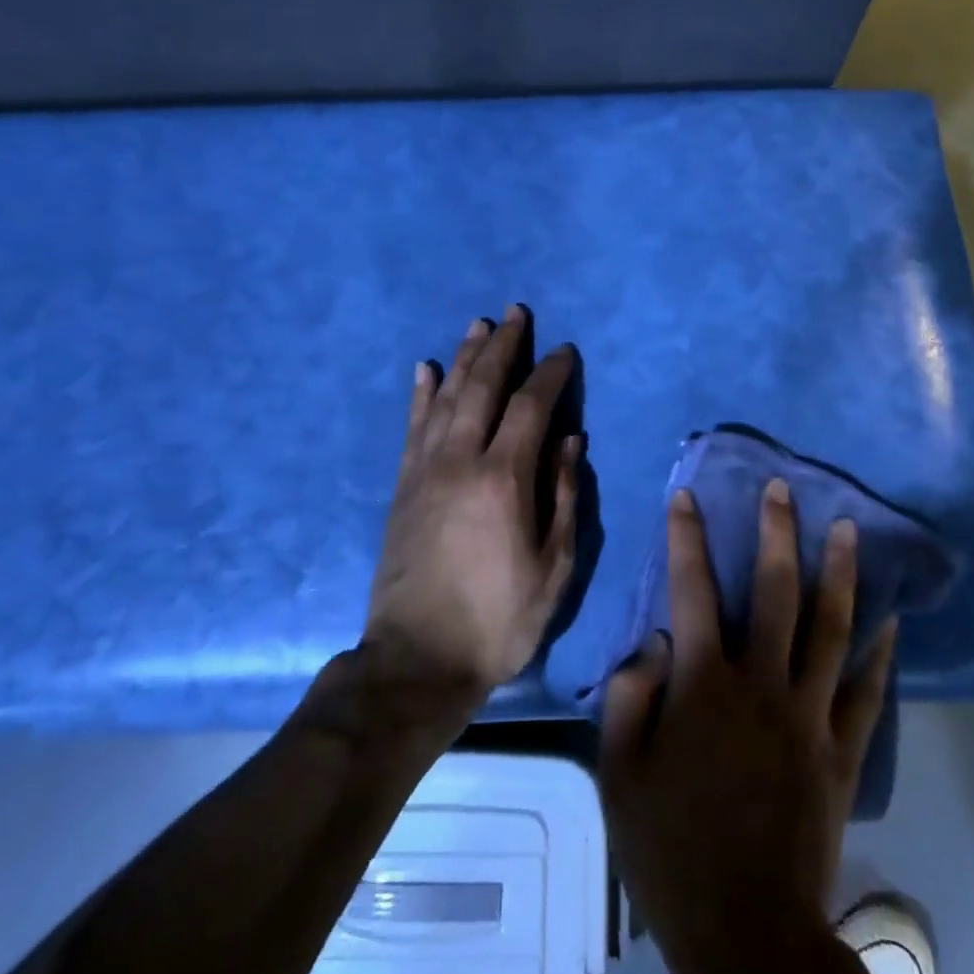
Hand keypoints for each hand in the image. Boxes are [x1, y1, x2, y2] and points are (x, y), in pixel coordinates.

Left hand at [364, 306, 581, 700]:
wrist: (417, 660)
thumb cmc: (499, 619)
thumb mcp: (553, 567)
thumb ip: (563, 496)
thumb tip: (571, 439)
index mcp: (503, 479)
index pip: (531, 406)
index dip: (550, 373)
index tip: (564, 351)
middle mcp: (460, 460)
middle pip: (483, 387)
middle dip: (503, 346)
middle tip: (516, 313)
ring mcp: (425, 470)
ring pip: (445, 397)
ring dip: (464, 357)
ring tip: (478, 326)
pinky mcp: (403, 486)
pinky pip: (412, 426)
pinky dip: (421, 393)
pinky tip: (426, 368)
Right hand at [600, 479, 898, 973]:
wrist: (745, 930)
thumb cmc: (670, 848)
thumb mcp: (620, 772)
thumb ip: (631, 695)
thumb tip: (655, 641)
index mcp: (704, 685)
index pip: (692, 590)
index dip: (687, 538)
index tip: (686, 497)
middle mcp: (761, 684)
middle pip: (775, 592)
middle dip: (777, 533)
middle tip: (783, 489)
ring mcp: (809, 715)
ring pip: (831, 628)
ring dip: (839, 573)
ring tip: (847, 528)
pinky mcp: (841, 751)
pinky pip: (866, 692)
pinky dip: (880, 652)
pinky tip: (892, 620)